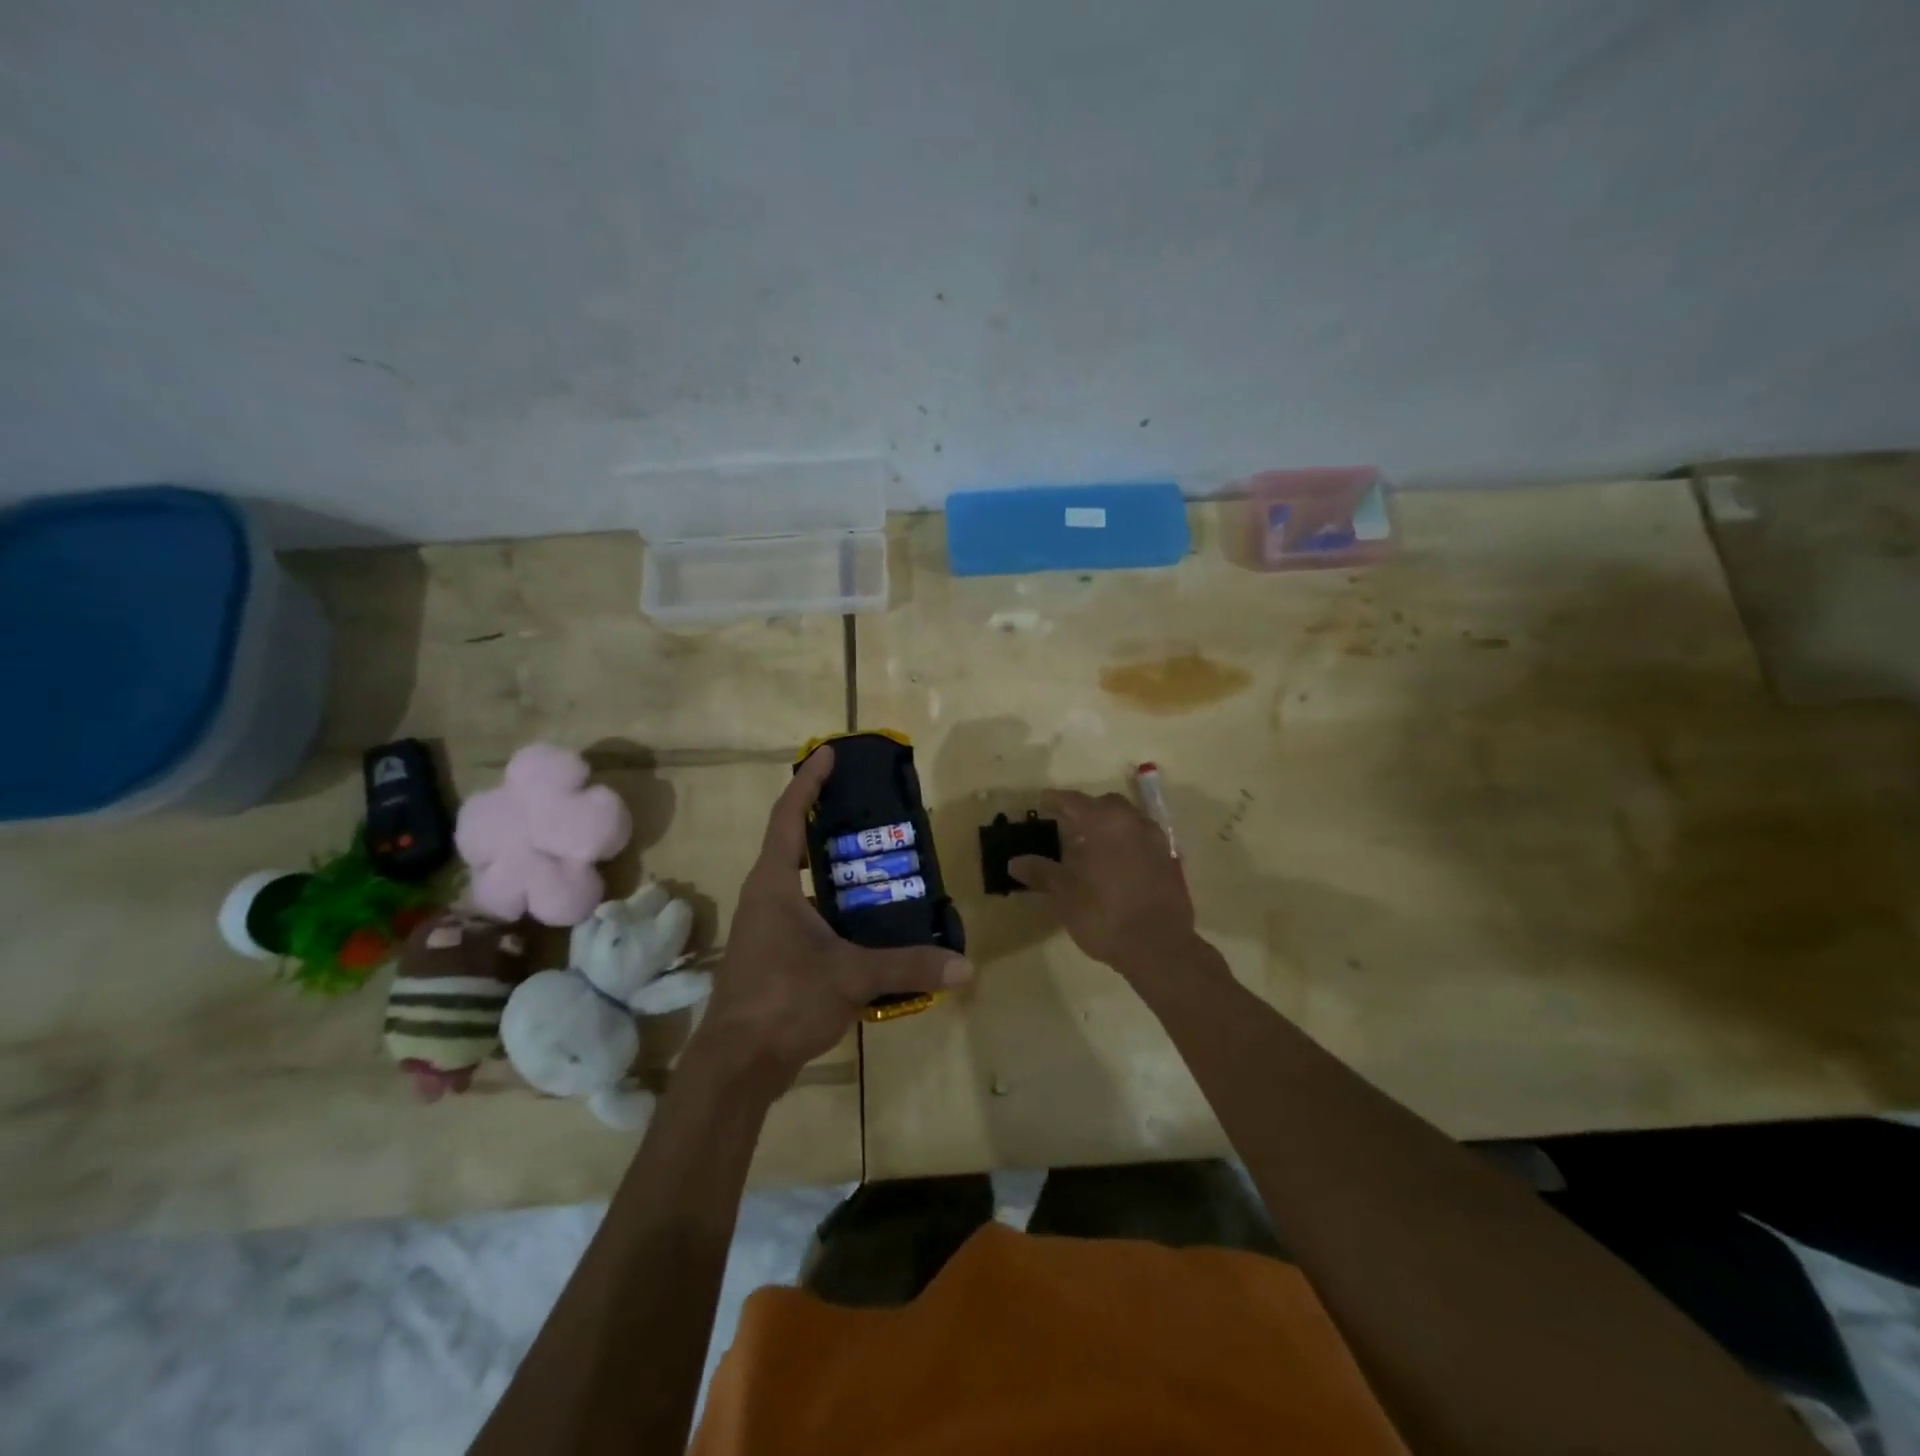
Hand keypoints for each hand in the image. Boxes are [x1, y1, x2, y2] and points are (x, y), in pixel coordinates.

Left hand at [690, 745, 971, 1088]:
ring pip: (801, 878)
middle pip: (794, 840)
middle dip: (826, 817)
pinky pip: (807, 909)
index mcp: (774, 883)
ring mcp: (766, 925)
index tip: (829, 753)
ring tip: (878, 856)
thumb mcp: (851, 977)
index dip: (808, 781)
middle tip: (868, 805)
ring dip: (832, 863)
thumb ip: (909, 966)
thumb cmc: (783, 1001)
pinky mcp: (774, 952)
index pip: (789, 816)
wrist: (736, 1065)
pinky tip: (867, 917)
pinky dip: (834, 901)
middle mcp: (766, 895)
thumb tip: (966, 965)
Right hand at [1009, 790, 1196, 977]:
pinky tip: (1119, 865)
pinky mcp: (1171, 861)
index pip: (1074, 801)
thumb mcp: (1065, 896)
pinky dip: (1129, 844)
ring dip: (1111, 826)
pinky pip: (1144, 841)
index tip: (1041, 803)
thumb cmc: (1104, 916)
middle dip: (1087, 811)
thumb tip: (1015, 862)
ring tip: (1093, 846)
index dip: (1055, 801)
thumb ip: (1041, 873)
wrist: (1159, 947)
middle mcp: (1132, 823)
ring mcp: (1156, 841)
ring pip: (1129, 820)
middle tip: (1068, 827)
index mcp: (1103, 823)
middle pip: (1106, 805)